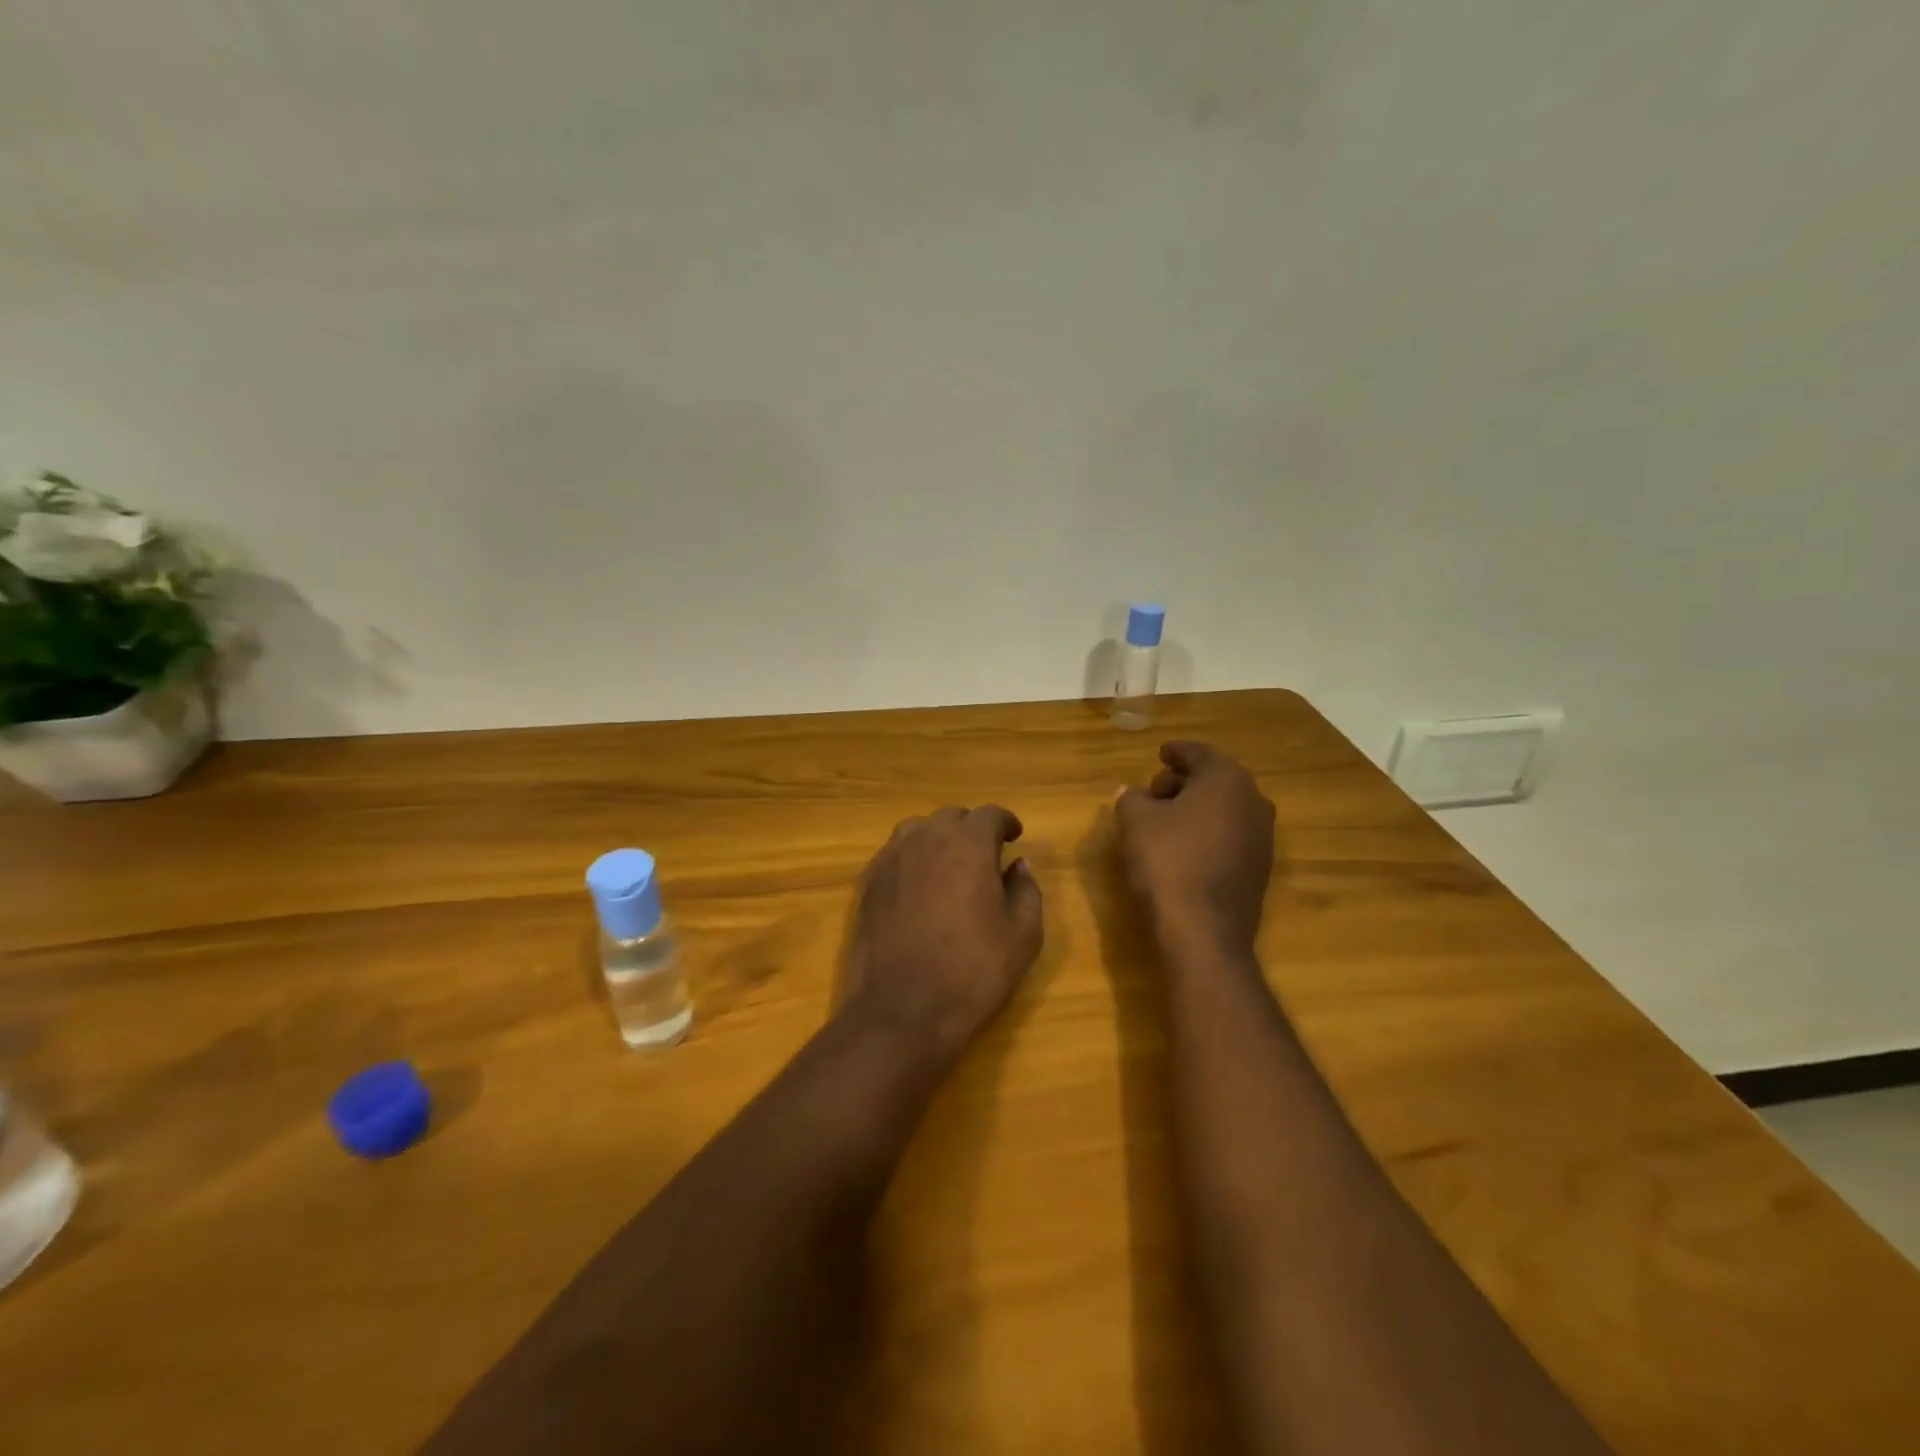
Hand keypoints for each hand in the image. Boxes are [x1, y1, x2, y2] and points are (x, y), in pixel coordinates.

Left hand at [841, 805, 1043, 1068]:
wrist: (903, 1011)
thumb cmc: (973, 972)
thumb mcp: (1023, 936)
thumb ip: (1026, 890)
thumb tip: (1018, 866)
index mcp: (968, 845)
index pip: (989, 815)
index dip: (1005, 822)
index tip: (1014, 836)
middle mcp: (926, 840)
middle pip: (951, 816)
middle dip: (971, 828)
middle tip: (985, 855)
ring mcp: (891, 860)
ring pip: (917, 830)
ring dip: (937, 838)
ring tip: (949, 865)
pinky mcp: (868, 885)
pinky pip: (894, 855)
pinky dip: (911, 858)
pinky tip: (919, 886)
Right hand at [1116, 742, 1275, 957]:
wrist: (1204, 929)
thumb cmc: (1167, 861)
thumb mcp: (1135, 820)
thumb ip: (1132, 798)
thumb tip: (1132, 793)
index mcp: (1225, 779)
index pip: (1198, 754)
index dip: (1175, 752)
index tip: (1160, 753)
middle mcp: (1253, 800)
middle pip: (1214, 779)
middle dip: (1184, 781)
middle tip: (1154, 792)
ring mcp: (1262, 835)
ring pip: (1225, 808)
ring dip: (1197, 808)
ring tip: (1166, 820)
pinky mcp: (1260, 867)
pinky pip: (1231, 834)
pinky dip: (1208, 831)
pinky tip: (1185, 846)